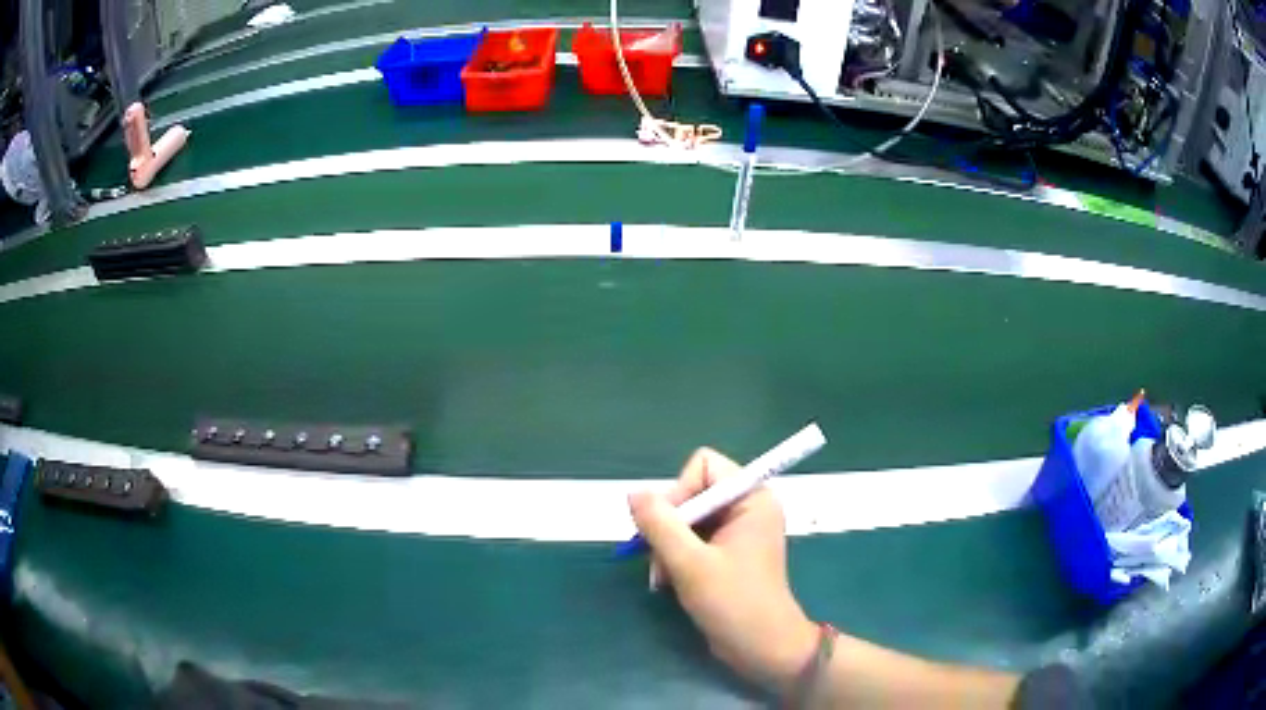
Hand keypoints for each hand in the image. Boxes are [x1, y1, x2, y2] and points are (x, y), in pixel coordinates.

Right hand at [628, 448, 817, 692]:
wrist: (761, 648)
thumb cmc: (734, 603)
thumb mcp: (690, 564)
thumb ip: (660, 525)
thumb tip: (633, 493)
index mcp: (751, 499)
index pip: (704, 466)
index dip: (680, 491)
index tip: (668, 527)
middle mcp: (746, 507)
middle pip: (692, 492)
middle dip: (669, 526)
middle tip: (658, 559)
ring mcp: (737, 531)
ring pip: (686, 519)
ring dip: (668, 546)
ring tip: (662, 578)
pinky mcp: (728, 553)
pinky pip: (692, 539)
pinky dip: (675, 557)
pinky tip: (667, 582)